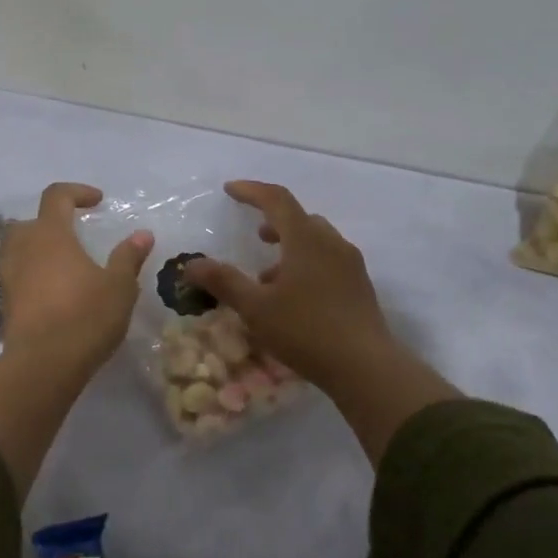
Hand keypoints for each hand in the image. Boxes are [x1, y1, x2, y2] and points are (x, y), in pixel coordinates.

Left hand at [0, 183, 154, 369]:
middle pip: (31, 221)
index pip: (56, 196)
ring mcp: (9, 275)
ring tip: (66, 264)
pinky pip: (18, 274)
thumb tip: (142, 234)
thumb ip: (128, 257)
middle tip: (76, 234)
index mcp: (50, 234)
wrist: (43, 365)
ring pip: (19, 248)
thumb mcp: (119, 286)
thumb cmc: (85, 316)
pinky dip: (34, 274)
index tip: (98, 201)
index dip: (77, 192)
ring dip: (40, 248)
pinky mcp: (5, 302)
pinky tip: (55, 292)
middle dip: (52, 221)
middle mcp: (23, 248)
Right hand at [181, 181, 394, 392]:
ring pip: (316, 241)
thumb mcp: (256, 308)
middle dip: (274, 222)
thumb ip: (223, 282)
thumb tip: (190, 264)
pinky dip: (306, 264)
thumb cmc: (306, 330)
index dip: (251, 191)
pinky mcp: (359, 286)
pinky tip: (293, 297)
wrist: (366, 368)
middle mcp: (331, 243)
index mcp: (306, 239)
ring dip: (290, 247)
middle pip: (300, 219)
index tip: (229, 190)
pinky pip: (328, 260)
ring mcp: (350, 264)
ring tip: (268, 276)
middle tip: (255, 236)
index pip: (276, 200)